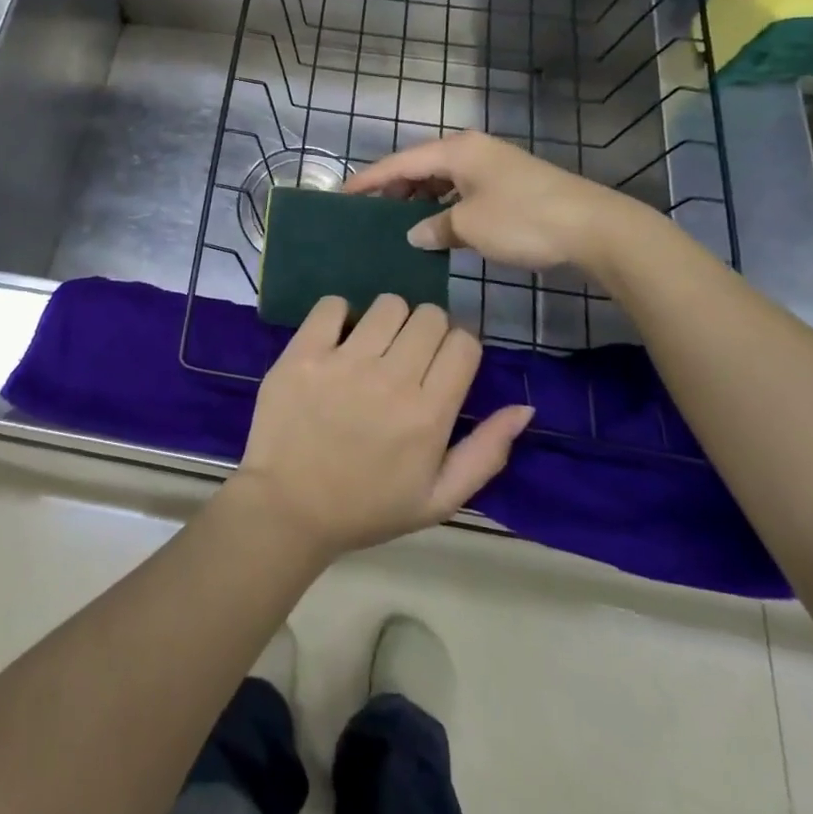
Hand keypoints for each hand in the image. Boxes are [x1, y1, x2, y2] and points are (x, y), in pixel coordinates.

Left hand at [231, 295, 533, 559]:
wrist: (288, 508)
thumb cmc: (367, 507)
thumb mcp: (439, 499)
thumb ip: (486, 453)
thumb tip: (524, 408)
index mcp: (428, 414)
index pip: (463, 343)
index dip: (459, 347)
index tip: (443, 362)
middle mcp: (391, 379)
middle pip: (429, 316)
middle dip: (427, 331)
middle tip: (408, 356)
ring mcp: (344, 362)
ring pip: (387, 304)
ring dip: (388, 320)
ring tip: (374, 347)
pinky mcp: (303, 353)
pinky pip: (332, 305)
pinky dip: (339, 315)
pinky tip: (338, 340)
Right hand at [345, 131, 653, 274]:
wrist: (594, 228)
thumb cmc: (523, 220)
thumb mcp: (469, 226)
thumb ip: (434, 227)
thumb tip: (415, 233)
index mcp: (456, 150)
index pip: (399, 162)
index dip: (369, 179)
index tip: (342, 193)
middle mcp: (471, 151)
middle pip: (420, 166)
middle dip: (393, 188)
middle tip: (367, 212)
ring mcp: (492, 166)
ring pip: (442, 179)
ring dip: (419, 199)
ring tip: (396, 222)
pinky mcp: (508, 185)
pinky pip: (461, 190)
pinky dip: (444, 205)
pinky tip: (436, 227)